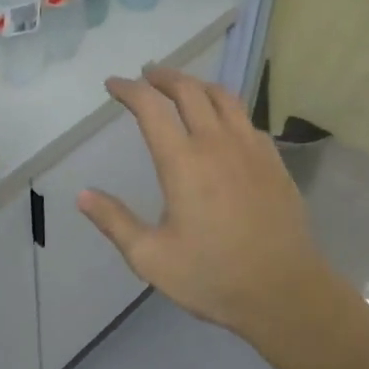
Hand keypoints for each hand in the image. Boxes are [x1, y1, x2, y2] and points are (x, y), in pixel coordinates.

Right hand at [77, 67, 328, 335]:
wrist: (285, 292)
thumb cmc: (212, 276)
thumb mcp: (151, 258)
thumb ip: (115, 222)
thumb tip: (82, 195)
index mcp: (182, 162)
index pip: (150, 107)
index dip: (129, 89)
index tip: (113, 85)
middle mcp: (217, 143)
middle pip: (188, 90)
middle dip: (163, 76)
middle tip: (146, 76)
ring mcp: (250, 148)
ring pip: (223, 97)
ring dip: (197, 84)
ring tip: (182, 87)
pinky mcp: (273, 160)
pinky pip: (246, 119)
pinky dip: (226, 108)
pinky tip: (222, 123)